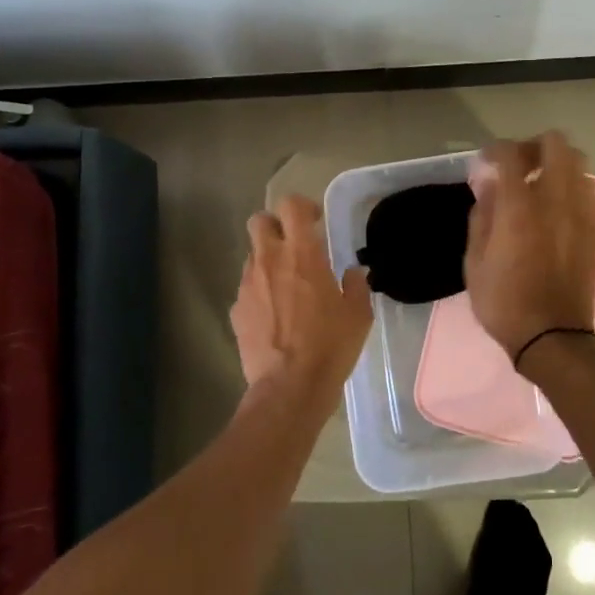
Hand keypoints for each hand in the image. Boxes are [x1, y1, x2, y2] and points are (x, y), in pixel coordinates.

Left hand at [229, 194, 372, 393]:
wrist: (289, 388)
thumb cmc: (330, 346)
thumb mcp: (358, 315)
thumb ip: (357, 286)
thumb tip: (354, 273)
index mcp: (303, 254)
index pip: (290, 206)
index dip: (302, 207)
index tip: (315, 222)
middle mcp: (270, 261)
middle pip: (259, 221)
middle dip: (274, 226)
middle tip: (294, 246)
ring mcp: (248, 285)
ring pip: (252, 256)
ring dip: (268, 262)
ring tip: (286, 288)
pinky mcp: (236, 310)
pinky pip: (247, 289)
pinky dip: (260, 293)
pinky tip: (275, 316)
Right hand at [464, 132, 594, 362]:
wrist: (554, 337)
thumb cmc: (505, 302)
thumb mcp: (475, 262)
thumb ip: (482, 216)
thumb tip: (488, 185)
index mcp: (520, 208)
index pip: (511, 155)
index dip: (495, 149)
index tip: (486, 160)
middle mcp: (556, 200)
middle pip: (556, 144)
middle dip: (533, 146)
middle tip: (517, 165)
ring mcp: (581, 213)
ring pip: (578, 162)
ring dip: (556, 163)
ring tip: (538, 184)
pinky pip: (586, 189)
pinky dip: (570, 185)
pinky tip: (554, 207)